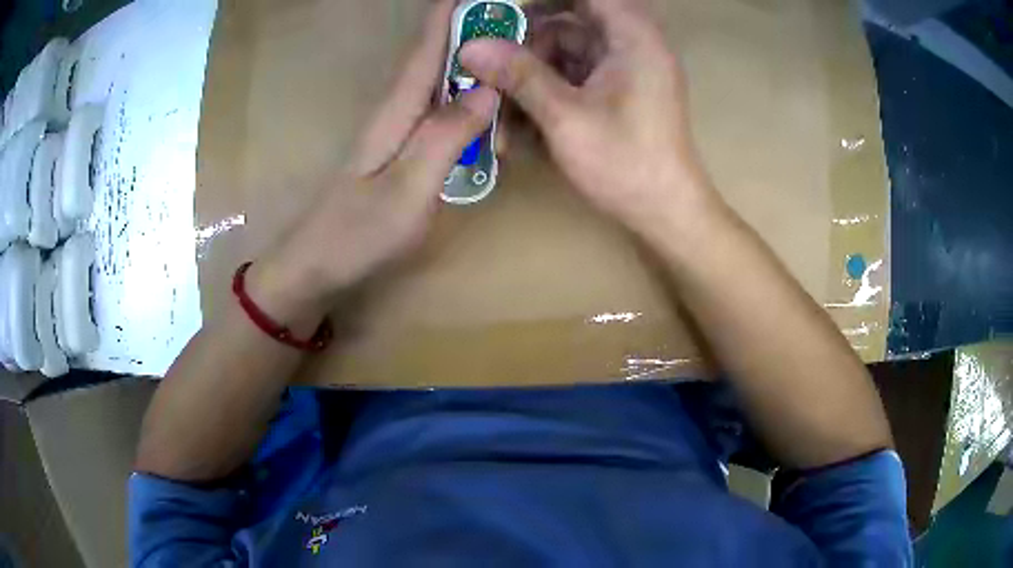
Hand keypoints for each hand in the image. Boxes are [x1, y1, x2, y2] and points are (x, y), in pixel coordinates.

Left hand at [249, 0, 496, 322]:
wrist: (316, 267)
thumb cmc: (357, 233)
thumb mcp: (408, 190)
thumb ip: (445, 138)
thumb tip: (487, 90)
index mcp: (398, 110)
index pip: (428, 47)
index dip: (451, 15)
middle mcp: (398, 111)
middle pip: (438, 58)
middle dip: (472, 33)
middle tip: (517, 25)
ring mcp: (399, 133)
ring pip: (442, 85)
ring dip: (475, 66)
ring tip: (515, 59)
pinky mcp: (403, 152)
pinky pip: (442, 113)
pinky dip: (468, 102)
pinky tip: (490, 110)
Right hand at [461, 0, 713, 233]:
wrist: (666, 212)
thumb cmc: (625, 163)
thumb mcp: (566, 117)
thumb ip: (519, 76)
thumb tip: (470, 47)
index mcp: (633, 37)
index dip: (543, 0)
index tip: (504, 13)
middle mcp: (631, 45)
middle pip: (569, 22)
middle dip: (527, 44)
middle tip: (489, 65)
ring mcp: (624, 69)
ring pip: (566, 53)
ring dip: (531, 76)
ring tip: (502, 111)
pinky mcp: (617, 91)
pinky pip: (574, 77)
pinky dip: (547, 92)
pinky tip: (523, 123)